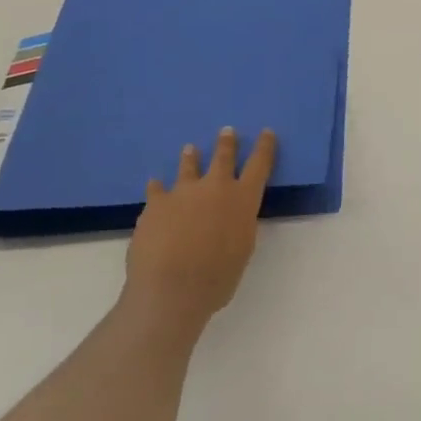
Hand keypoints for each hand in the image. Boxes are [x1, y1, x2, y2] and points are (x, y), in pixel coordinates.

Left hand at [124, 126, 275, 330]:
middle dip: (226, 143)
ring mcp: (183, 192)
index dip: (264, 147)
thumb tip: (231, 217)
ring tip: (189, 149)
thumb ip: (238, 225)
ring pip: (188, 166)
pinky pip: (156, 189)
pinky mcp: (155, 204)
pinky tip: (154, 185)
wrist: (171, 289)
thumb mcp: (242, 249)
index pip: (260, 164)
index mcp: (243, 199)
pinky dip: (158, 187)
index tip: (266, 132)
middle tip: (226, 131)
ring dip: (191, 157)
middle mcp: (215, 188)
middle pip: (223, 157)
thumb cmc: (217, 278)